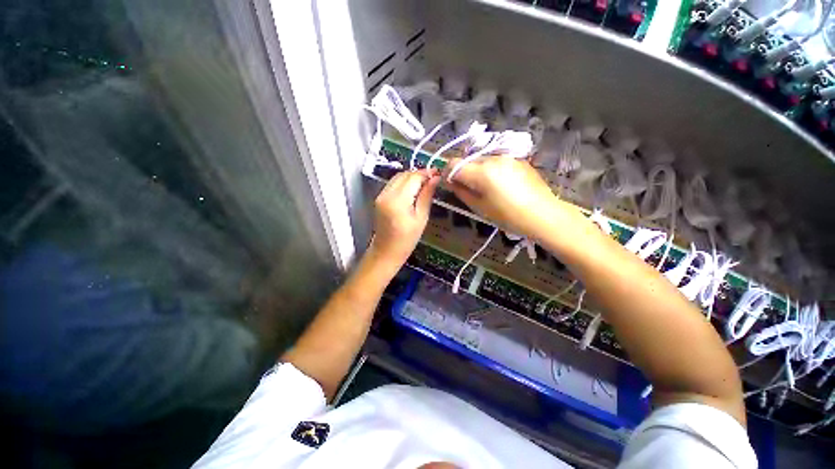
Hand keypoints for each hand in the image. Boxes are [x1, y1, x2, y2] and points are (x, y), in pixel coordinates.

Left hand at [369, 170, 439, 267]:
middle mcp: (386, 194)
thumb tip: (435, 178)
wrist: (386, 251)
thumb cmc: (407, 240)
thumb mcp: (421, 218)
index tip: (438, 174)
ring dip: (411, 177)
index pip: (413, 177)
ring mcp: (381, 195)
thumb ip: (427, 196)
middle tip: (432, 179)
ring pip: (398, 177)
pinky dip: (404, 183)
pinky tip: (413, 190)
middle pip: (404, 174)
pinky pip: (393, 183)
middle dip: (419, 174)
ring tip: (424, 184)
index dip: (426, 173)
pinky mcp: (379, 197)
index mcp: (398, 201)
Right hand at [443, 157, 557, 238]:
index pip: (454, 164)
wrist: (542, 214)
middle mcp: (493, 159)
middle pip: (468, 160)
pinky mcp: (518, 158)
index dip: (447, 173)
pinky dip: (491, 169)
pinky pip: (497, 160)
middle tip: (468, 187)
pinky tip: (501, 183)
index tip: (450, 183)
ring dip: (477, 169)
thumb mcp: (479, 207)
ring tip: (486, 186)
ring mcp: (507, 157)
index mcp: (481, 172)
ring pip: (482, 159)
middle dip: (463, 171)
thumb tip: (450, 182)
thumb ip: (461, 191)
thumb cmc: (507, 216)